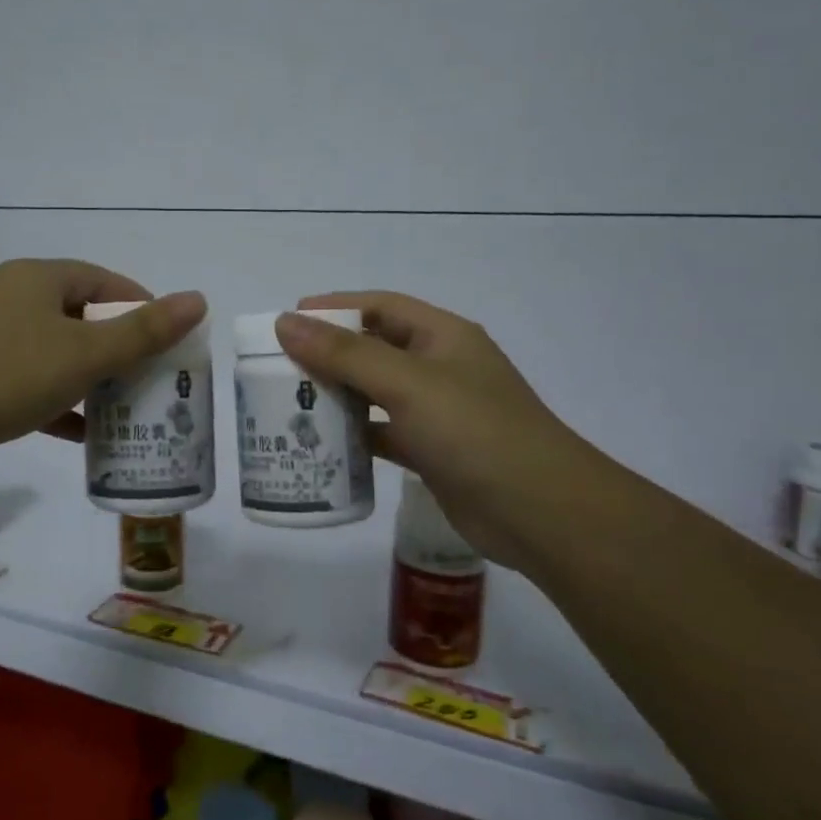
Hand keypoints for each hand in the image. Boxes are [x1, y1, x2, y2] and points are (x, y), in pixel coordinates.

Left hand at [0, 260, 206, 485]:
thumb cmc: (3, 373)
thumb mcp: (82, 352)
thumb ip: (143, 331)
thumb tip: (199, 300)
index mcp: (39, 280)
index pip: (106, 283)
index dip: (143, 308)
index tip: (171, 343)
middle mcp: (15, 303)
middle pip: (84, 319)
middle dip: (122, 351)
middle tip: (157, 382)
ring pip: (59, 357)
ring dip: (94, 382)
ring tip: (132, 411)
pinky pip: (34, 388)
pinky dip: (62, 407)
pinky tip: (87, 436)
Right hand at [276, 293, 579, 562]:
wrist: (542, 513)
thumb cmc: (475, 432)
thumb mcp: (408, 384)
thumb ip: (345, 354)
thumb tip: (286, 322)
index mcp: (442, 336)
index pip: (380, 306)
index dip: (334, 308)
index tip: (288, 321)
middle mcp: (440, 368)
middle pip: (373, 349)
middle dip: (328, 355)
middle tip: (278, 368)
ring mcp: (437, 412)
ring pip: (375, 393)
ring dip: (337, 396)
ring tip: (289, 404)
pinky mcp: (432, 452)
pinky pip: (382, 433)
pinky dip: (353, 435)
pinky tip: (321, 445)